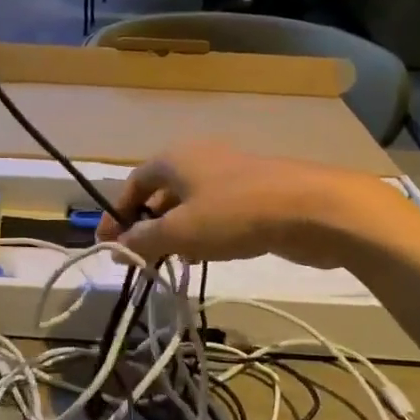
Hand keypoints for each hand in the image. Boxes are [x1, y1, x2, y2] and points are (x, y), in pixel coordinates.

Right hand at [97, 142, 419, 267]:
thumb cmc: (234, 214)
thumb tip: (115, 247)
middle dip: (146, 225)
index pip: (132, 184)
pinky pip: (216, 211)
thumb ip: (142, 241)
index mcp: (174, 158)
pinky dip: (203, 231)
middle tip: (139, 258)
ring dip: (175, 232)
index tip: (107, 245)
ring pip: (190, 203)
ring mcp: (229, 172)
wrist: (312, 208)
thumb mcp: (179, 232)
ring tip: (169, 262)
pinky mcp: (255, 191)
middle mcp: (198, 158)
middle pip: (160, 193)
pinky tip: (206, 256)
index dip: (116, 214)